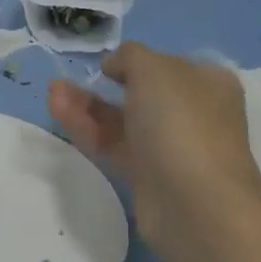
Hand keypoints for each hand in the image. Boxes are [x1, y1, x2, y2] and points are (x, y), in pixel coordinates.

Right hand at [48, 43, 260, 261]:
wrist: (195, 204)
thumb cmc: (180, 122)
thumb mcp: (154, 69)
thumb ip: (130, 56)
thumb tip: (116, 66)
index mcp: (207, 84)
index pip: (168, 65)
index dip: (136, 62)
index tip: (107, 66)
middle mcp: (192, 114)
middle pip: (139, 94)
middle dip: (101, 86)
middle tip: (66, 82)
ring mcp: (170, 148)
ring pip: (121, 121)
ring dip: (86, 106)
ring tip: (53, 93)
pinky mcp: (147, 177)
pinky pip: (113, 146)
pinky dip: (87, 129)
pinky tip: (60, 113)